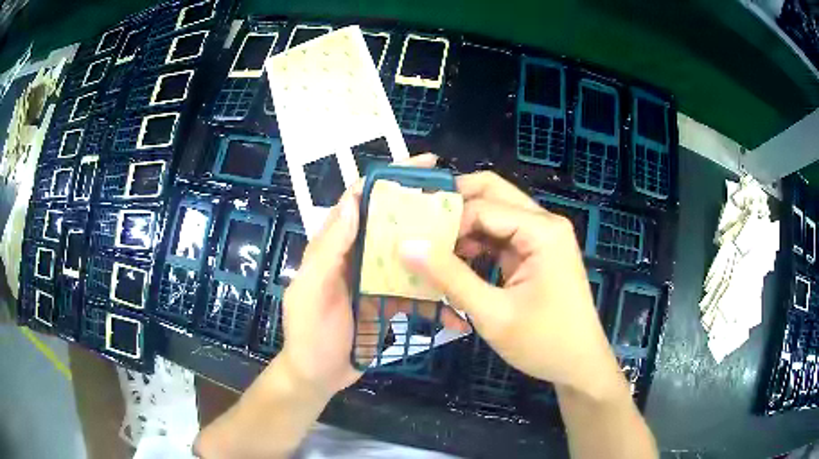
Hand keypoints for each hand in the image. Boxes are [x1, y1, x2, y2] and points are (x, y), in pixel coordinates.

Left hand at [279, 153, 467, 396]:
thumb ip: (328, 250)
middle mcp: (356, 254)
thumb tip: (352, 202)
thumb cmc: (309, 334)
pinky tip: (455, 294)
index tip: (423, 166)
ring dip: (431, 244)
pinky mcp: (387, 300)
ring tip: (466, 238)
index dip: (387, 177)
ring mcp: (374, 278)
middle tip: (456, 199)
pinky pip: (413, 287)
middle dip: (419, 206)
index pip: (359, 199)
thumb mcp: (311, 291)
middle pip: (389, 221)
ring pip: (405, 251)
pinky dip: (432, 289)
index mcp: (334, 245)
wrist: (317, 375)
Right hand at [400, 171, 622, 398]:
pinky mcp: (536, 252)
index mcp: (542, 231)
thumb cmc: (543, 343)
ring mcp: (541, 237)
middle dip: (454, 206)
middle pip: (492, 193)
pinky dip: (476, 244)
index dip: (447, 222)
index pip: (482, 207)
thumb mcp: (493, 314)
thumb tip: (407, 246)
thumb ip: (450, 277)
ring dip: (464, 227)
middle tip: (421, 226)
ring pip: (494, 212)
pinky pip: (500, 235)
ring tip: (433, 250)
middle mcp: (544, 223)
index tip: (417, 245)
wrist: (579, 364)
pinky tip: (457, 264)